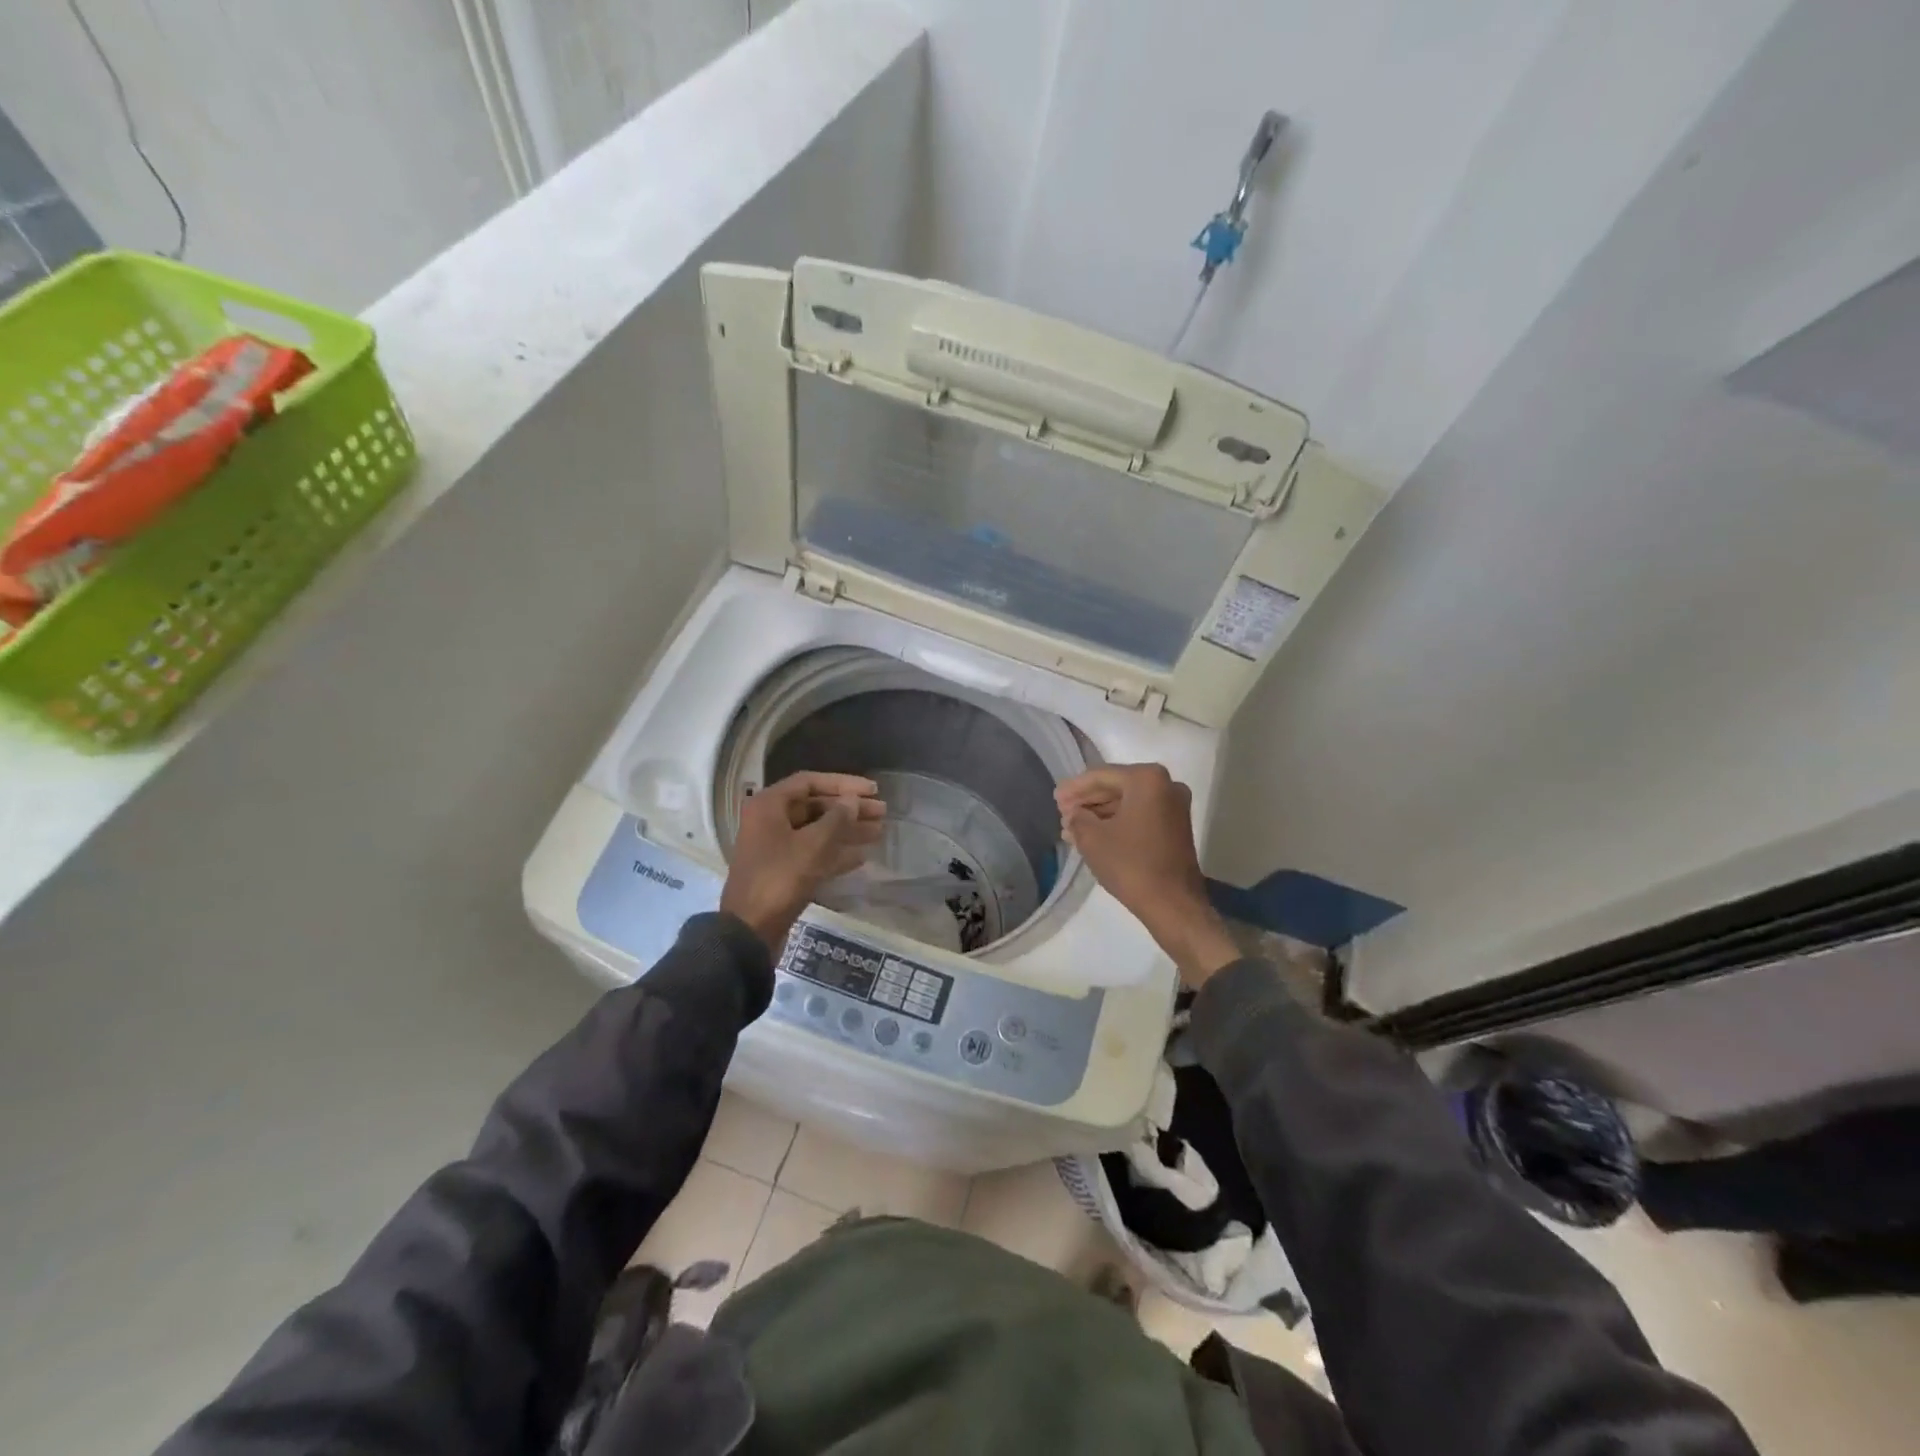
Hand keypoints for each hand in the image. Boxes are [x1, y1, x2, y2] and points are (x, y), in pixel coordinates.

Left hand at [721, 773, 885, 951]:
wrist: (750, 930)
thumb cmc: (780, 879)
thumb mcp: (813, 845)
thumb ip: (837, 819)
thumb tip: (852, 801)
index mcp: (769, 805)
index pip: (810, 782)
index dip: (844, 783)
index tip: (872, 791)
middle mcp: (770, 821)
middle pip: (815, 806)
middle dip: (849, 809)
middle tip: (882, 813)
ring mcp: (775, 847)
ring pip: (817, 831)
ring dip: (847, 831)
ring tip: (879, 832)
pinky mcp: (783, 871)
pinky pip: (813, 853)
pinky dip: (836, 853)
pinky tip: (862, 856)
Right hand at [1056, 764, 1239, 987]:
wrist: (1173, 904)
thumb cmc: (1131, 864)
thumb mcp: (1092, 838)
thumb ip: (1077, 817)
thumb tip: (1074, 814)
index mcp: (1147, 779)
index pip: (1101, 776)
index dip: (1074, 788)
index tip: (1054, 797)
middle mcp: (1166, 785)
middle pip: (1116, 787)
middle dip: (1086, 801)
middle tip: (1061, 812)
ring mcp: (1174, 806)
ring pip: (1127, 803)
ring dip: (1099, 814)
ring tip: (1071, 828)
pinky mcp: (1176, 827)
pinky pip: (1139, 816)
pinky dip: (1116, 823)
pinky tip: (1092, 836)